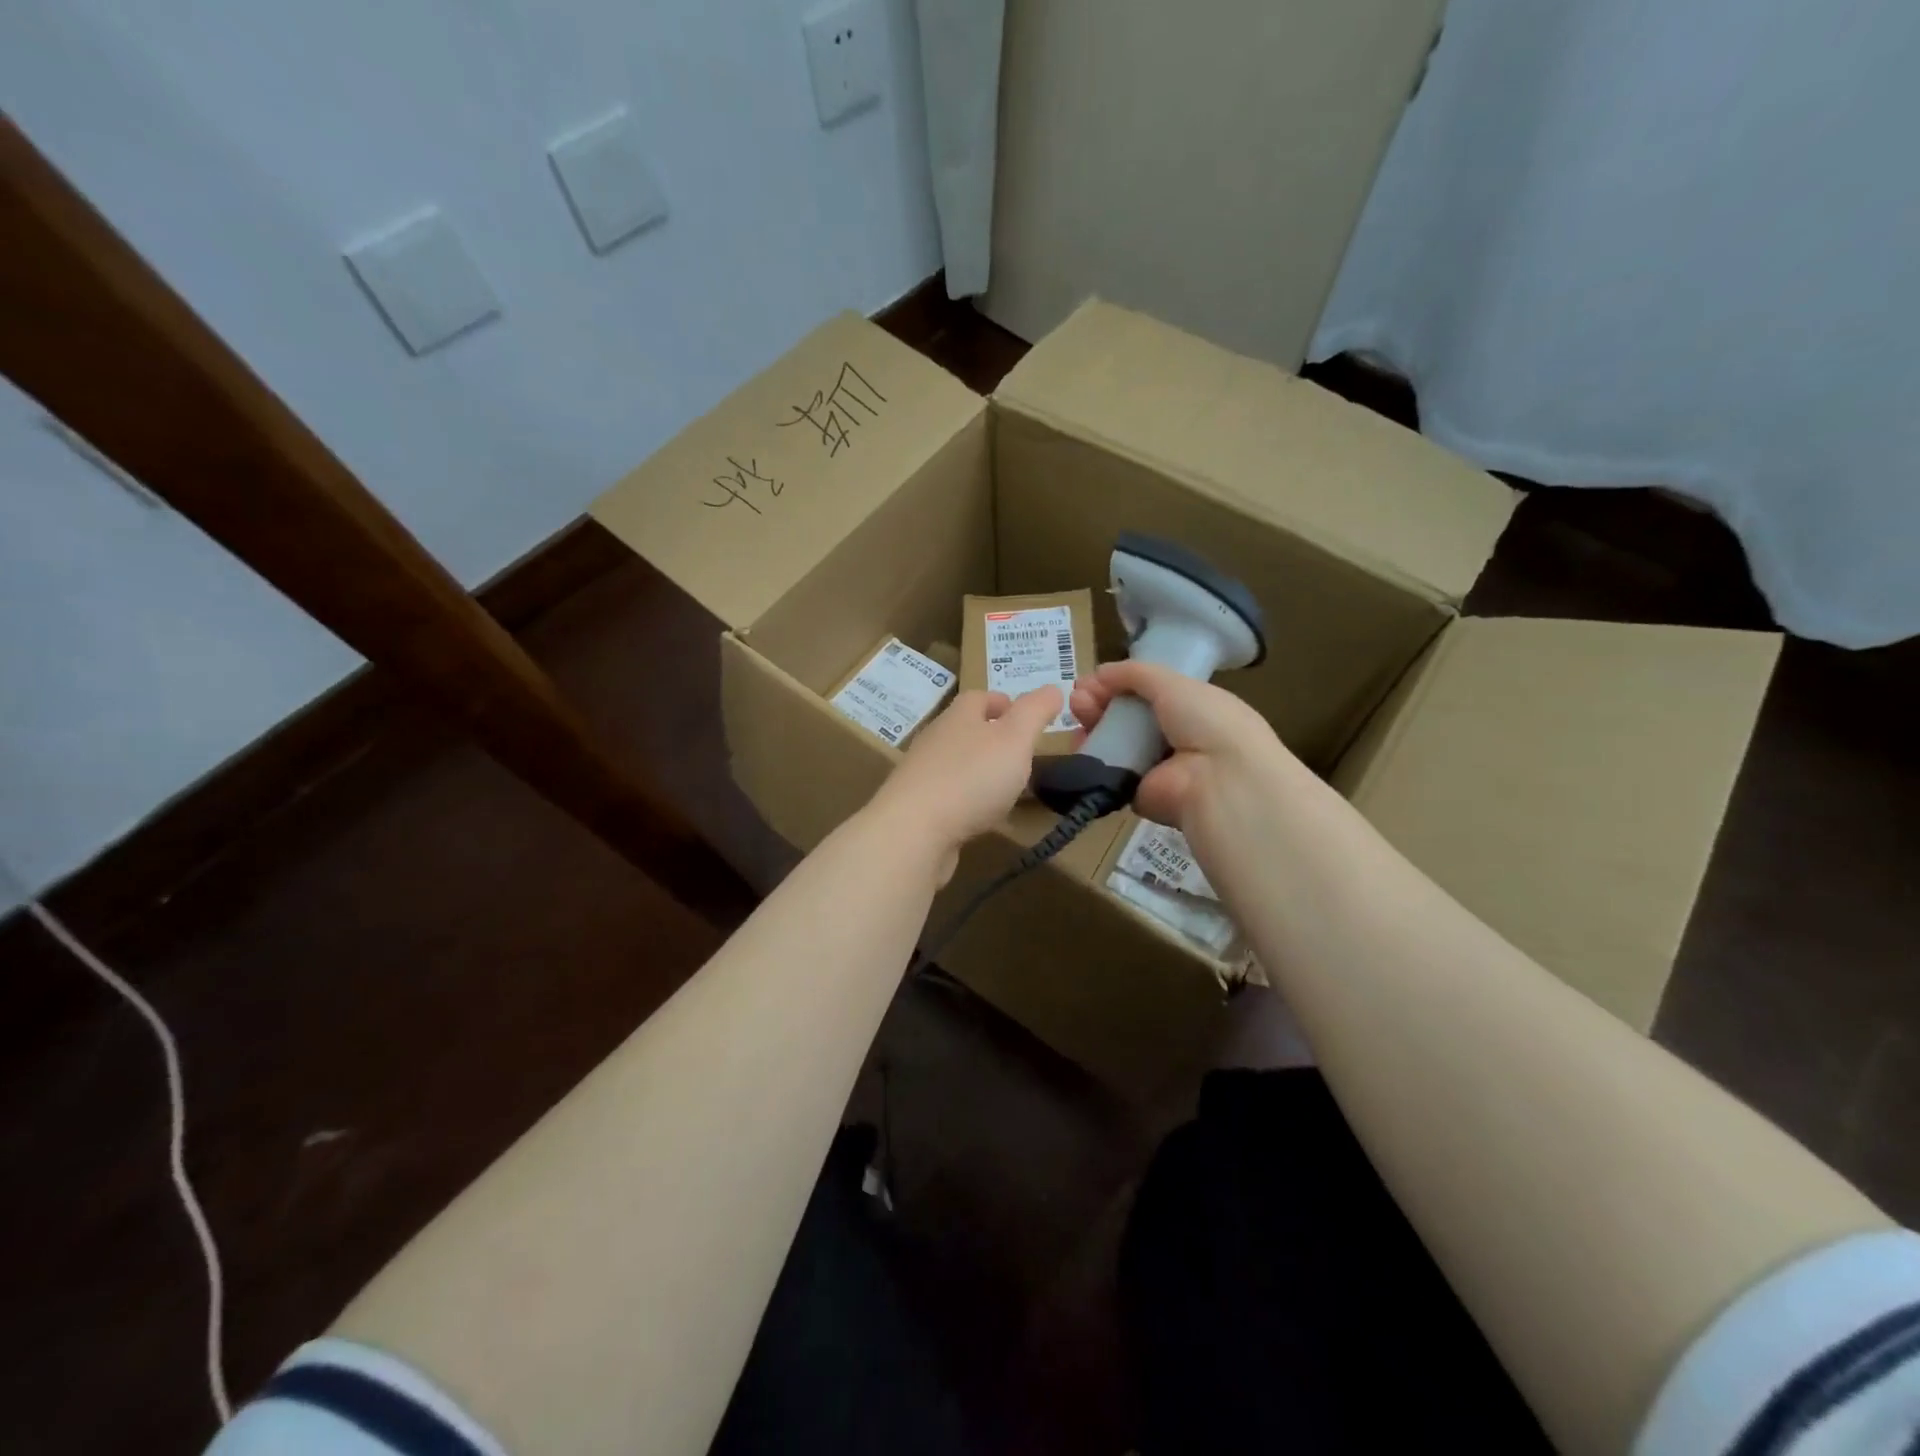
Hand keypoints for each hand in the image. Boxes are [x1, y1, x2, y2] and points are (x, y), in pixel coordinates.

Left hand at [866, 685, 1062, 873]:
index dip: (1003, 702)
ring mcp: (922, 774)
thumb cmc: (970, 778)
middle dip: (992, 737)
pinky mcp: (917, 807)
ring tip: (1006, 786)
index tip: (1025, 716)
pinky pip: (947, 797)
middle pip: (965, 729)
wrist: (913, 831)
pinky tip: (981, 817)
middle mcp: (936, 739)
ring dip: (979, 770)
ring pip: (956, 764)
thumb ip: (1035, 712)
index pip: (979, 697)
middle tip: (1021, 753)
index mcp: (959, 716)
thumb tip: (1053, 688)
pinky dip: (966, 801)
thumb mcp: (1015, 739)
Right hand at [1069, 662, 1307, 875]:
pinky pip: (1109, 771)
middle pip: (1127, 717)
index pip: (1148, 694)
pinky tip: (1079, 741)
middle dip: (1100, 702)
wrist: (1219, 779)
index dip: (1120, 684)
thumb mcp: (1174, 683)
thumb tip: (1101, 671)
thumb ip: (1136, 674)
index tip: (1093, 679)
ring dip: (1093, 724)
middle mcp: (1175, 737)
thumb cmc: (1206, 721)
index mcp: (1192, 709)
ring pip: (1115, 742)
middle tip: (1079, 696)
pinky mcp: (1137, 793)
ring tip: (1076, 711)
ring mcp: (1155, 767)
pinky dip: (1092, 757)